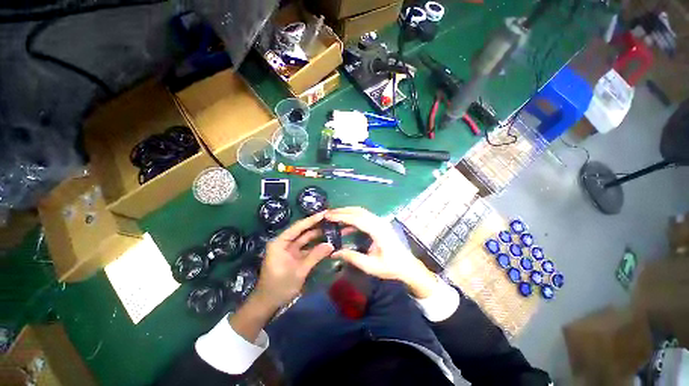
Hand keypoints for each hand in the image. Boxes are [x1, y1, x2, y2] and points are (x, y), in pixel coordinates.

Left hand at [253, 211, 335, 310]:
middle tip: (331, 221)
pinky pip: (307, 248)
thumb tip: (331, 245)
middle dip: (317, 226)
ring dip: (318, 236)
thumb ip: (315, 256)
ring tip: (332, 229)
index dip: (311, 220)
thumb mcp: (299, 271)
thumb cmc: (279, 286)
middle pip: (303, 231)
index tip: (324, 213)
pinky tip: (327, 243)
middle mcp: (285, 243)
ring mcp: (290, 250)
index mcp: (280, 243)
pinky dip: (316, 246)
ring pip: (306, 239)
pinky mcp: (295, 257)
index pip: (298, 227)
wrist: (269, 303)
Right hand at [325, 207, 437, 297]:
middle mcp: (379, 222)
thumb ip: (352, 257)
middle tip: (328, 214)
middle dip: (342, 211)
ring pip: (361, 212)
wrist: (408, 266)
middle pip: (358, 211)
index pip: (357, 219)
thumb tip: (334, 253)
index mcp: (378, 230)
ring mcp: (380, 222)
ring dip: (347, 213)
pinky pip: (364, 217)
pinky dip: (353, 218)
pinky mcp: (380, 224)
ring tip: (333, 217)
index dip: (341, 216)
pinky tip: (345, 227)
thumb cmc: (391, 267)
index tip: (328, 216)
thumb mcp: (370, 266)